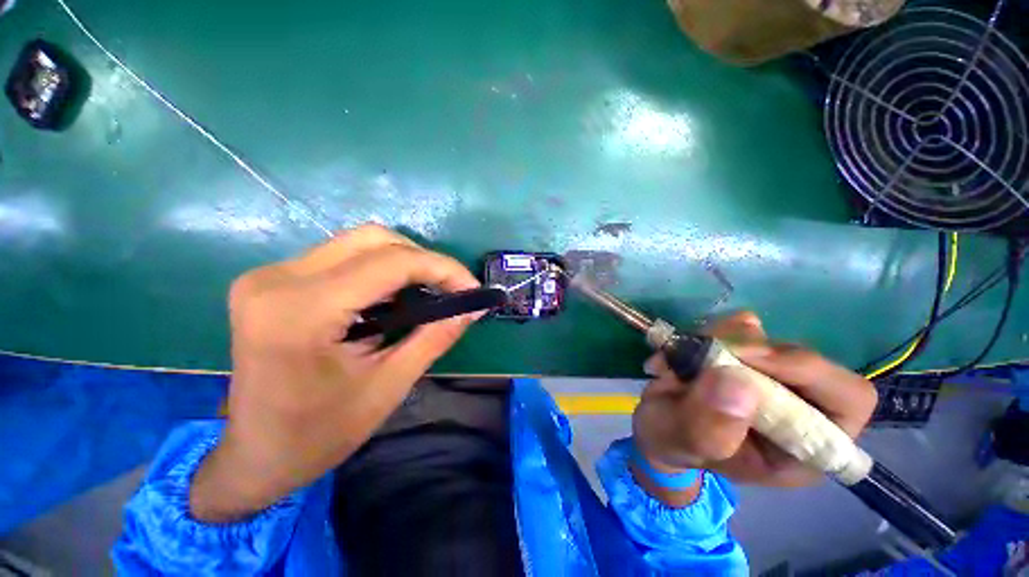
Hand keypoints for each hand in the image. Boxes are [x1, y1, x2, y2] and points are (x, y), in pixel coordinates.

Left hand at [190, 224, 480, 521]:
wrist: (254, 455)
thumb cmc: (319, 434)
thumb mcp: (389, 386)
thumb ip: (435, 337)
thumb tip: (473, 307)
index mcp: (301, 311)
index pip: (390, 263)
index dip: (442, 268)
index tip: (471, 288)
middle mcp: (278, 279)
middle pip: (373, 239)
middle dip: (424, 260)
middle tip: (450, 289)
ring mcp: (270, 275)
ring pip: (359, 243)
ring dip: (404, 263)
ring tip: (428, 293)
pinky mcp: (275, 280)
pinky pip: (343, 257)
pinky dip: (381, 270)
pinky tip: (395, 297)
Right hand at [632, 311, 876, 493]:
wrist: (657, 424)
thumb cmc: (675, 444)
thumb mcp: (684, 443)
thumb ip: (708, 425)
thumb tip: (737, 381)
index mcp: (804, 445)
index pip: (847, 399)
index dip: (807, 371)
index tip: (746, 357)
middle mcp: (800, 406)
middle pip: (800, 357)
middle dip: (747, 351)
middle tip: (702, 353)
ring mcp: (772, 375)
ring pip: (764, 337)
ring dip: (717, 341)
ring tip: (677, 363)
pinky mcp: (746, 354)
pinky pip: (737, 326)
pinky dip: (707, 332)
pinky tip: (682, 351)